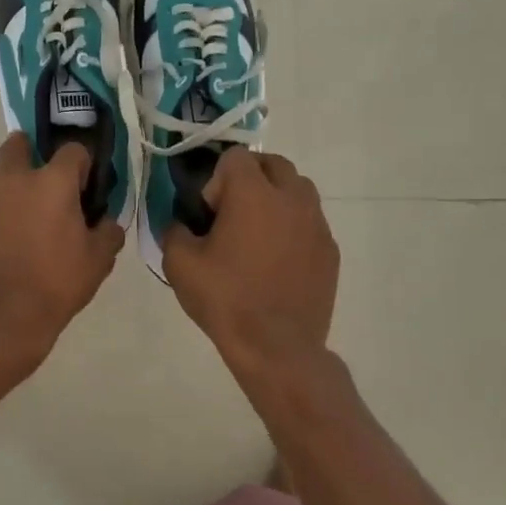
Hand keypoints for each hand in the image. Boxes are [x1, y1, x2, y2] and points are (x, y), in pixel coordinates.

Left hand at [0, 134, 124, 366]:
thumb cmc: (56, 285)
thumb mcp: (98, 261)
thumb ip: (108, 233)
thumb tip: (107, 222)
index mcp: (53, 182)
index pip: (73, 150)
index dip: (83, 165)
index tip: (86, 187)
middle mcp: (15, 179)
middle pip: (19, 144)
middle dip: (32, 152)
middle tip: (45, 182)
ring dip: (10, 180)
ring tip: (23, 211)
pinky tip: (5, 237)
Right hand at [163, 149, 338, 375]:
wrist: (277, 347)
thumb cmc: (225, 300)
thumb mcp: (180, 264)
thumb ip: (175, 230)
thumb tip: (183, 224)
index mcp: (254, 194)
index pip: (236, 157)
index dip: (217, 179)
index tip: (210, 212)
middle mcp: (291, 198)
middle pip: (274, 164)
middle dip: (251, 179)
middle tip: (232, 214)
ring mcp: (317, 224)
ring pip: (298, 190)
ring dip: (276, 199)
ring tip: (257, 234)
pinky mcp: (330, 250)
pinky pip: (310, 222)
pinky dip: (293, 228)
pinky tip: (277, 262)